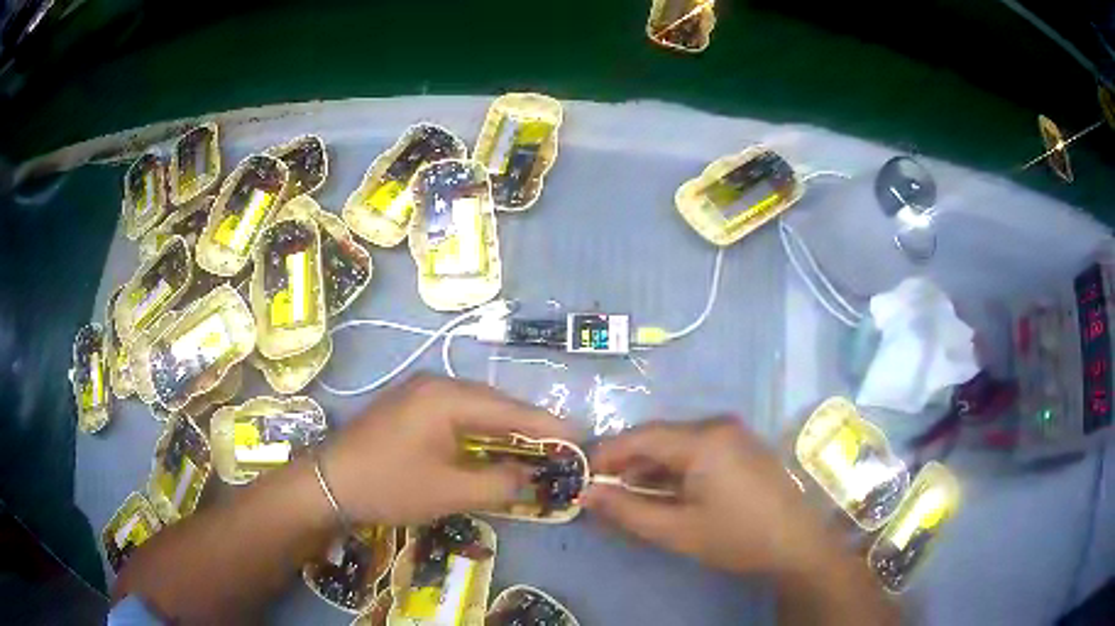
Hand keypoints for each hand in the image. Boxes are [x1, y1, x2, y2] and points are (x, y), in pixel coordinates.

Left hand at [320, 374, 575, 525]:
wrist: (329, 483)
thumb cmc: (389, 486)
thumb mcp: (449, 491)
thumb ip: (500, 484)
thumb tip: (539, 480)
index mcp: (447, 397)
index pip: (512, 410)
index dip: (550, 427)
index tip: (582, 440)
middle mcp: (437, 384)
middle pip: (497, 405)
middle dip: (531, 429)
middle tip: (563, 450)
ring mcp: (420, 392)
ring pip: (478, 410)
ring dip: (506, 432)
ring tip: (536, 452)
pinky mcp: (411, 406)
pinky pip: (458, 415)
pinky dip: (481, 433)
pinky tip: (493, 449)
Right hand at [583, 418, 828, 575]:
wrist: (797, 544)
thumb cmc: (736, 537)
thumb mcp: (677, 530)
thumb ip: (628, 511)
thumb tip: (587, 494)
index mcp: (703, 440)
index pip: (641, 436)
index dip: (607, 453)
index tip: (581, 474)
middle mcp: (717, 426)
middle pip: (659, 437)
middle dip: (627, 462)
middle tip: (601, 489)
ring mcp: (733, 434)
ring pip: (677, 444)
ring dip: (650, 467)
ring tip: (626, 495)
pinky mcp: (741, 447)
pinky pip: (697, 450)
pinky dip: (674, 469)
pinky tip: (662, 491)